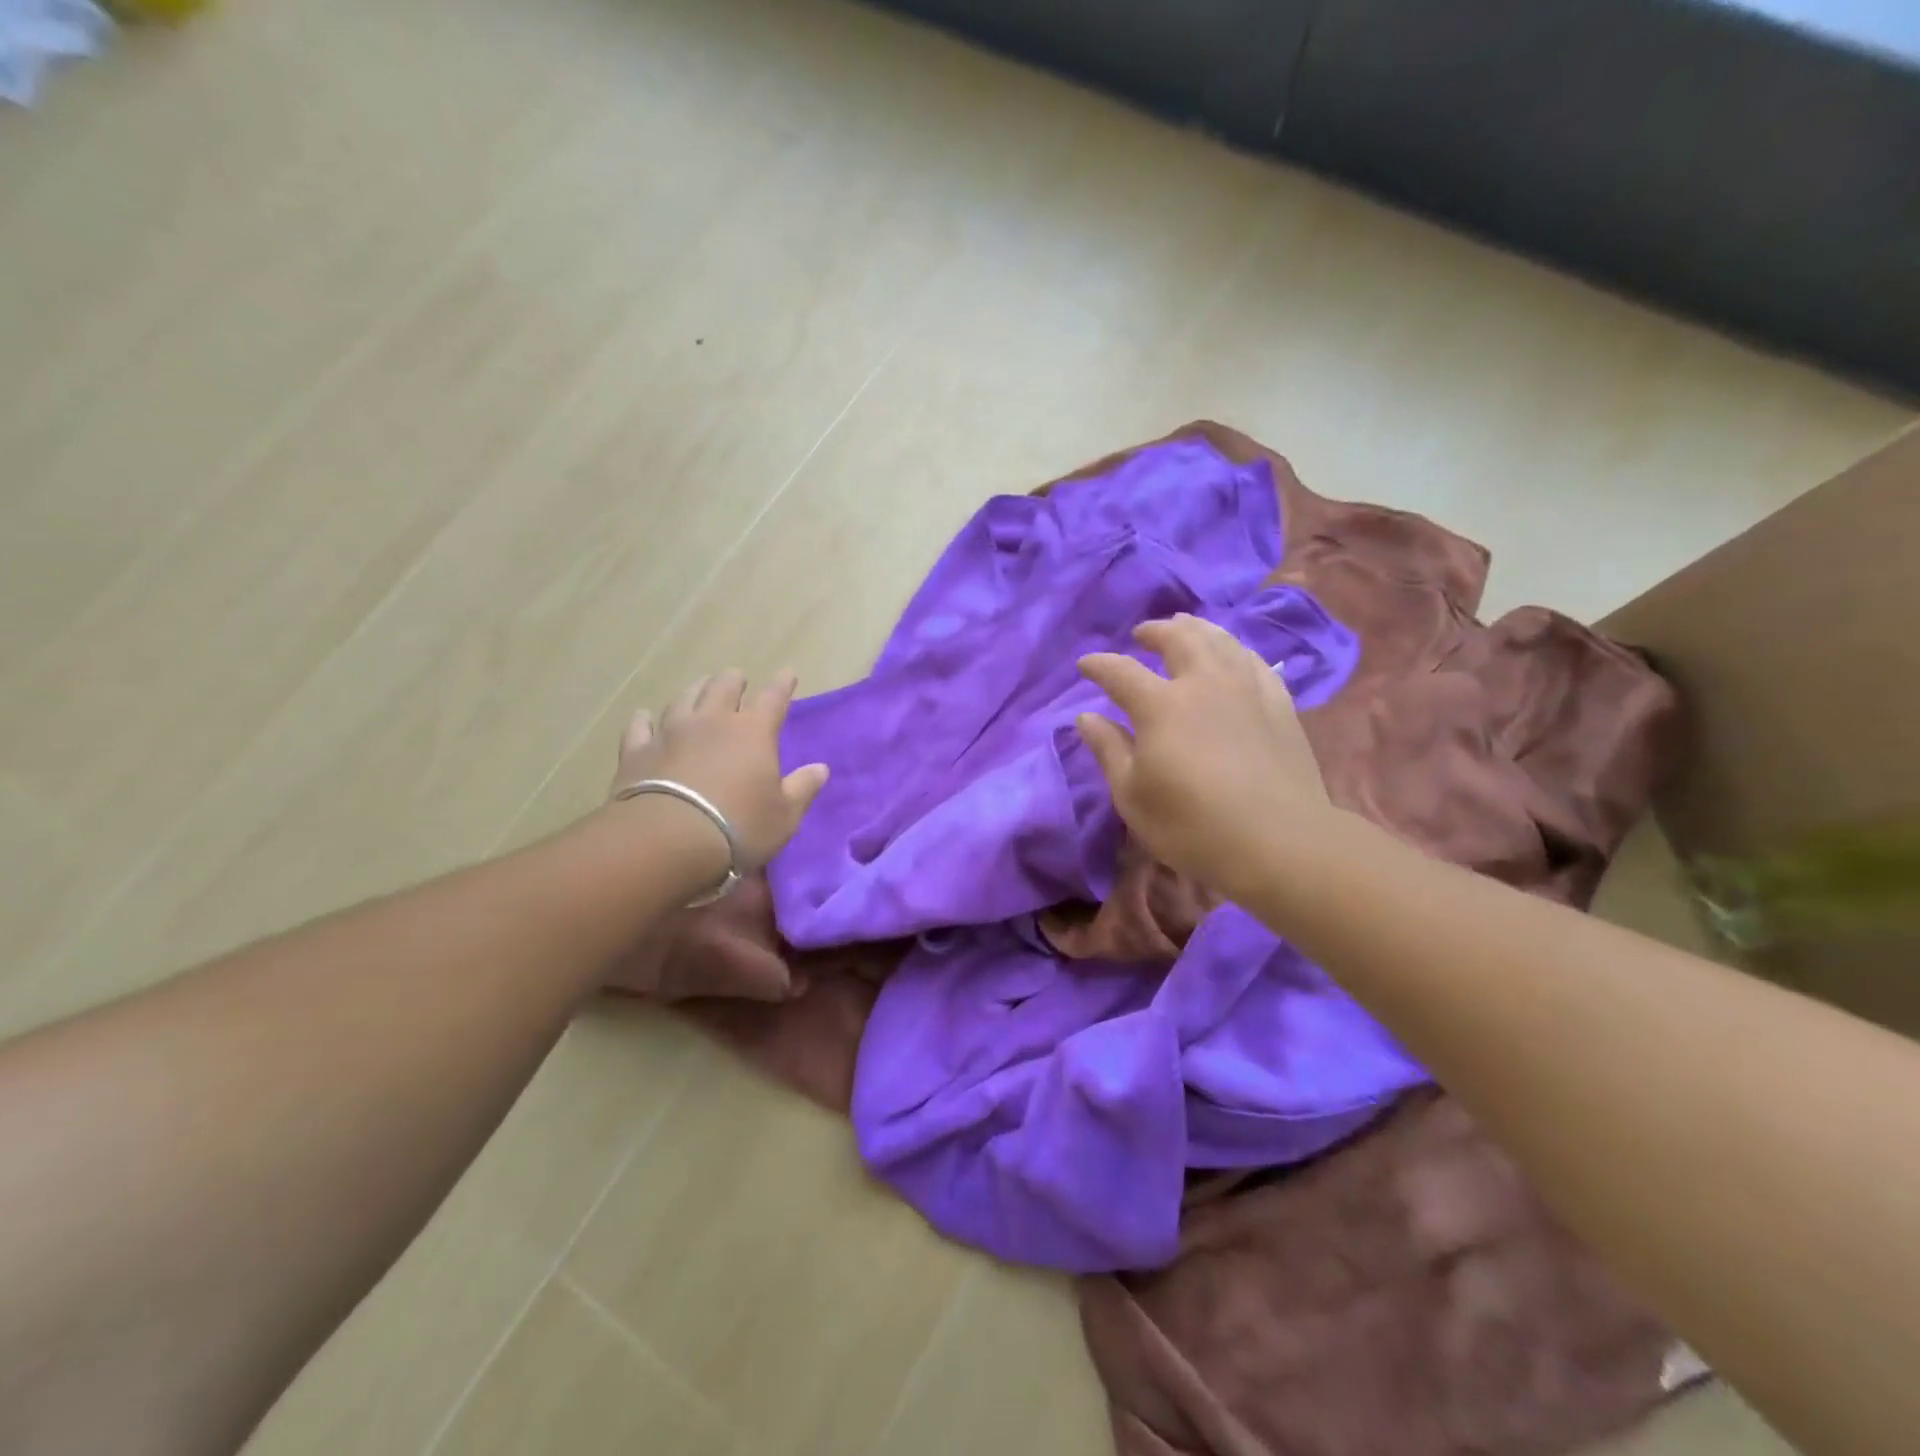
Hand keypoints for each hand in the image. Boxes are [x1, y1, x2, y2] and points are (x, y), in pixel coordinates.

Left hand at [608, 668, 828, 874]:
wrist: (666, 841)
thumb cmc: (738, 827)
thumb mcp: (784, 815)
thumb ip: (802, 788)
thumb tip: (821, 768)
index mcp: (754, 732)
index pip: (773, 698)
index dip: (782, 684)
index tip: (788, 673)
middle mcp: (712, 721)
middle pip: (724, 687)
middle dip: (734, 680)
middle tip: (738, 678)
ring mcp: (670, 732)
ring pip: (684, 699)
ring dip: (695, 690)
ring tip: (700, 687)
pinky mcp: (637, 751)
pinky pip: (640, 726)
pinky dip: (645, 719)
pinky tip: (644, 716)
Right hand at [1077, 615, 1334, 900]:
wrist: (1280, 843)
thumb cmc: (1193, 827)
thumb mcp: (1132, 796)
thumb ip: (1109, 750)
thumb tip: (1086, 716)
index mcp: (1161, 706)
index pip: (1121, 672)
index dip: (1099, 665)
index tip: (1085, 665)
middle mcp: (1204, 684)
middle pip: (1178, 639)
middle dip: (1155, 632)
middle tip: (1142, 634)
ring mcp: (1247, 690)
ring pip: (1220, 641)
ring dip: (1197, 629)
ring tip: (1185, 627)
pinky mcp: (1280, 704)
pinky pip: (1255, 661)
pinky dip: (1235, 650)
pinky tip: (1233, 656)